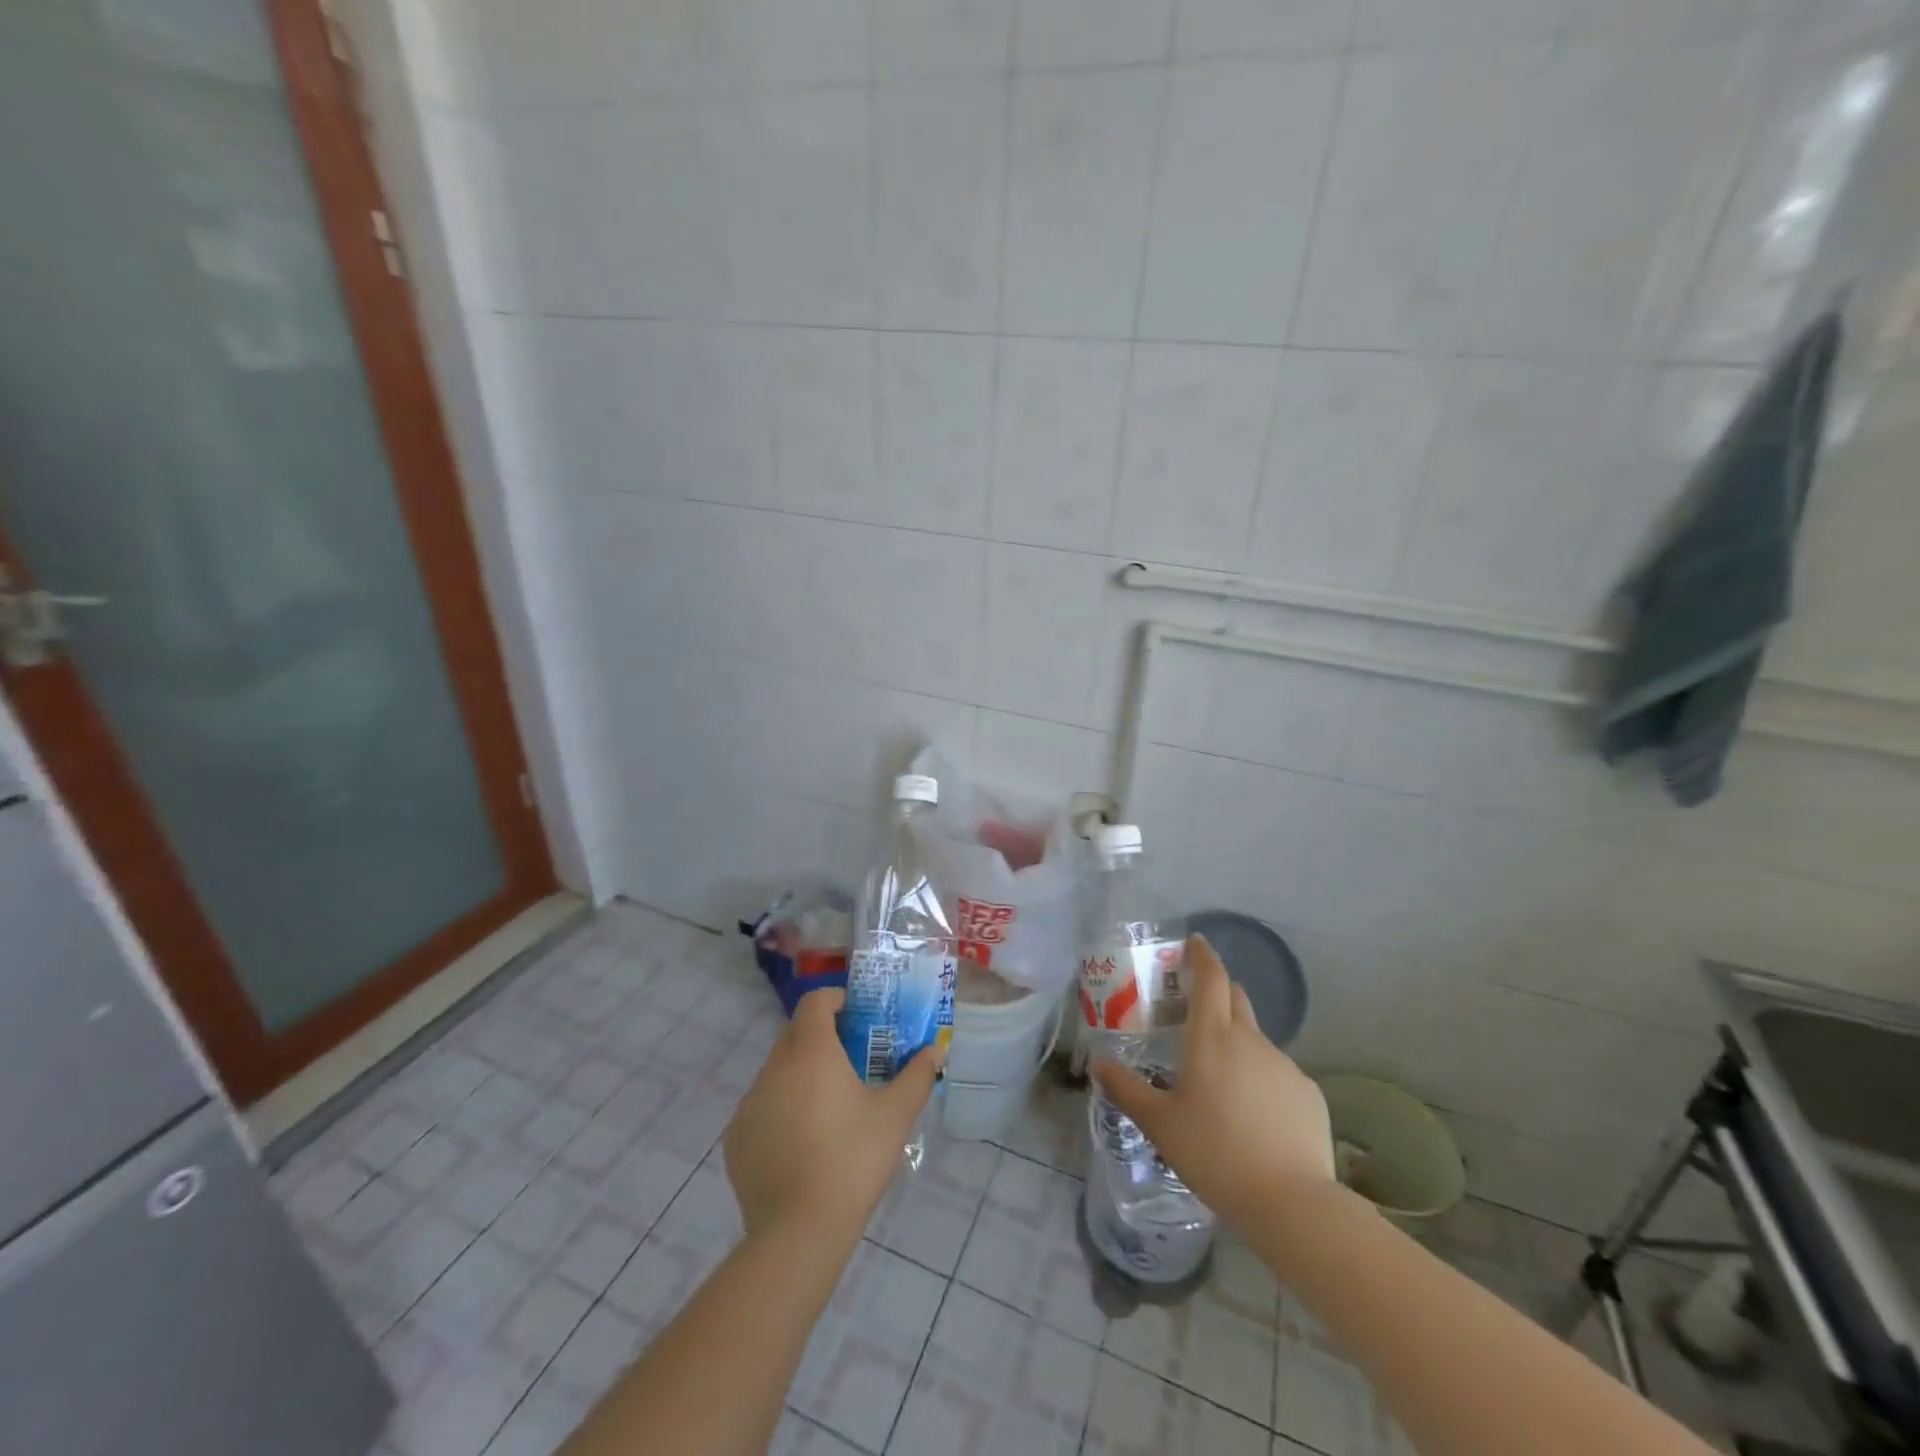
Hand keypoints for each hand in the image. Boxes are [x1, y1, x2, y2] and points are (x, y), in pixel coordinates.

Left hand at [721, 988, 940, 1243]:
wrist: (798, 1232)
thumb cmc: (852, 1160)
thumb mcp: (895, 1116)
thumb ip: (917, 1075)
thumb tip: (936, 1051)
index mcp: (811, 1051)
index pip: (815, 1001)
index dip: (836, 1000)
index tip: (858, 1017)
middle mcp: (774, 1067)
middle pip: (795, 1034)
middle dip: (822, 1038)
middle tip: (852, 1061)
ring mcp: (750, 1103)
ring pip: (777, 1071)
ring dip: (801, 1075)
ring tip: (829, 1108)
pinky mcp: (735, 1138)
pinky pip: (762, 1107)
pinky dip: (781, 1110)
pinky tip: (802, 1144)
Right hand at [1092, 934, 1333, 1232]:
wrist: (1292, 1204)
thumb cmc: (1215, 1154)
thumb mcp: (1160, 1124)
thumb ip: (1126, 1089)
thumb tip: (1098, 1063)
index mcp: (1212, 1037)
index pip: (1211, 978)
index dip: (1202, 955)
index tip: (1194, 942)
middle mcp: (1251, 1040)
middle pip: (1235, 997)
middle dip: (1216, 991)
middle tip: (1193, 1005)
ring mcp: (1285, 1065)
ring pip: (1255, 1038)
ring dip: (1236, 1040)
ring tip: (1219, 1077)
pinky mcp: (1308, 1093)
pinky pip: (1277, 1071)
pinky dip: (1259, 1076)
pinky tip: (1252, 1113)